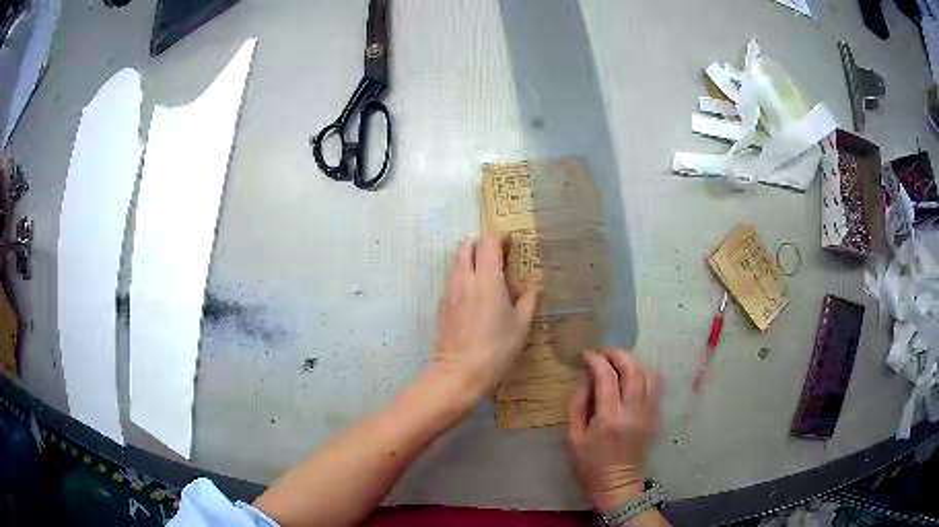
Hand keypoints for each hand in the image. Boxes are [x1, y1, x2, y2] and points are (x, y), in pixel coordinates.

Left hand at [432, 235, 540, 401]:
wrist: (460, 372)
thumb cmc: (496, 348)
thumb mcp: (521, 324)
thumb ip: (529, 297)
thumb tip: (539, 280)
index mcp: (486, 279)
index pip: (488, 242)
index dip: (500, 238)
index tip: (511, 244)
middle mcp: (464, 279)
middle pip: (467, 245)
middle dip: (483, 244)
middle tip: (500, 257)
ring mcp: (450, 291)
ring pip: (457, 261)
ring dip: (472, 258)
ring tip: (489, 275)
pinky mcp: (443, 304)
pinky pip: (453, 278)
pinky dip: (464, 274)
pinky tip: (477, 294)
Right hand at [566, 350, 660, 514]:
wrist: (617, 484)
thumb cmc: (589, 464)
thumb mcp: (572, 437)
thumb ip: (577, 404)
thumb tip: (584, 379)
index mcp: (609, 418)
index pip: (606, 377)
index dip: (596, 360)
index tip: (586, 355)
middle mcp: (633, 411)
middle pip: (633, 370)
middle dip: (618, 355)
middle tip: (604, 354)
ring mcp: (648, 413)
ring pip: (648, 374)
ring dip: (633, 362)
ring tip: (618, 363)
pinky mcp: (655, 416)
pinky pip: (655, 386)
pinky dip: (644, 373)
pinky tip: (631, 376)